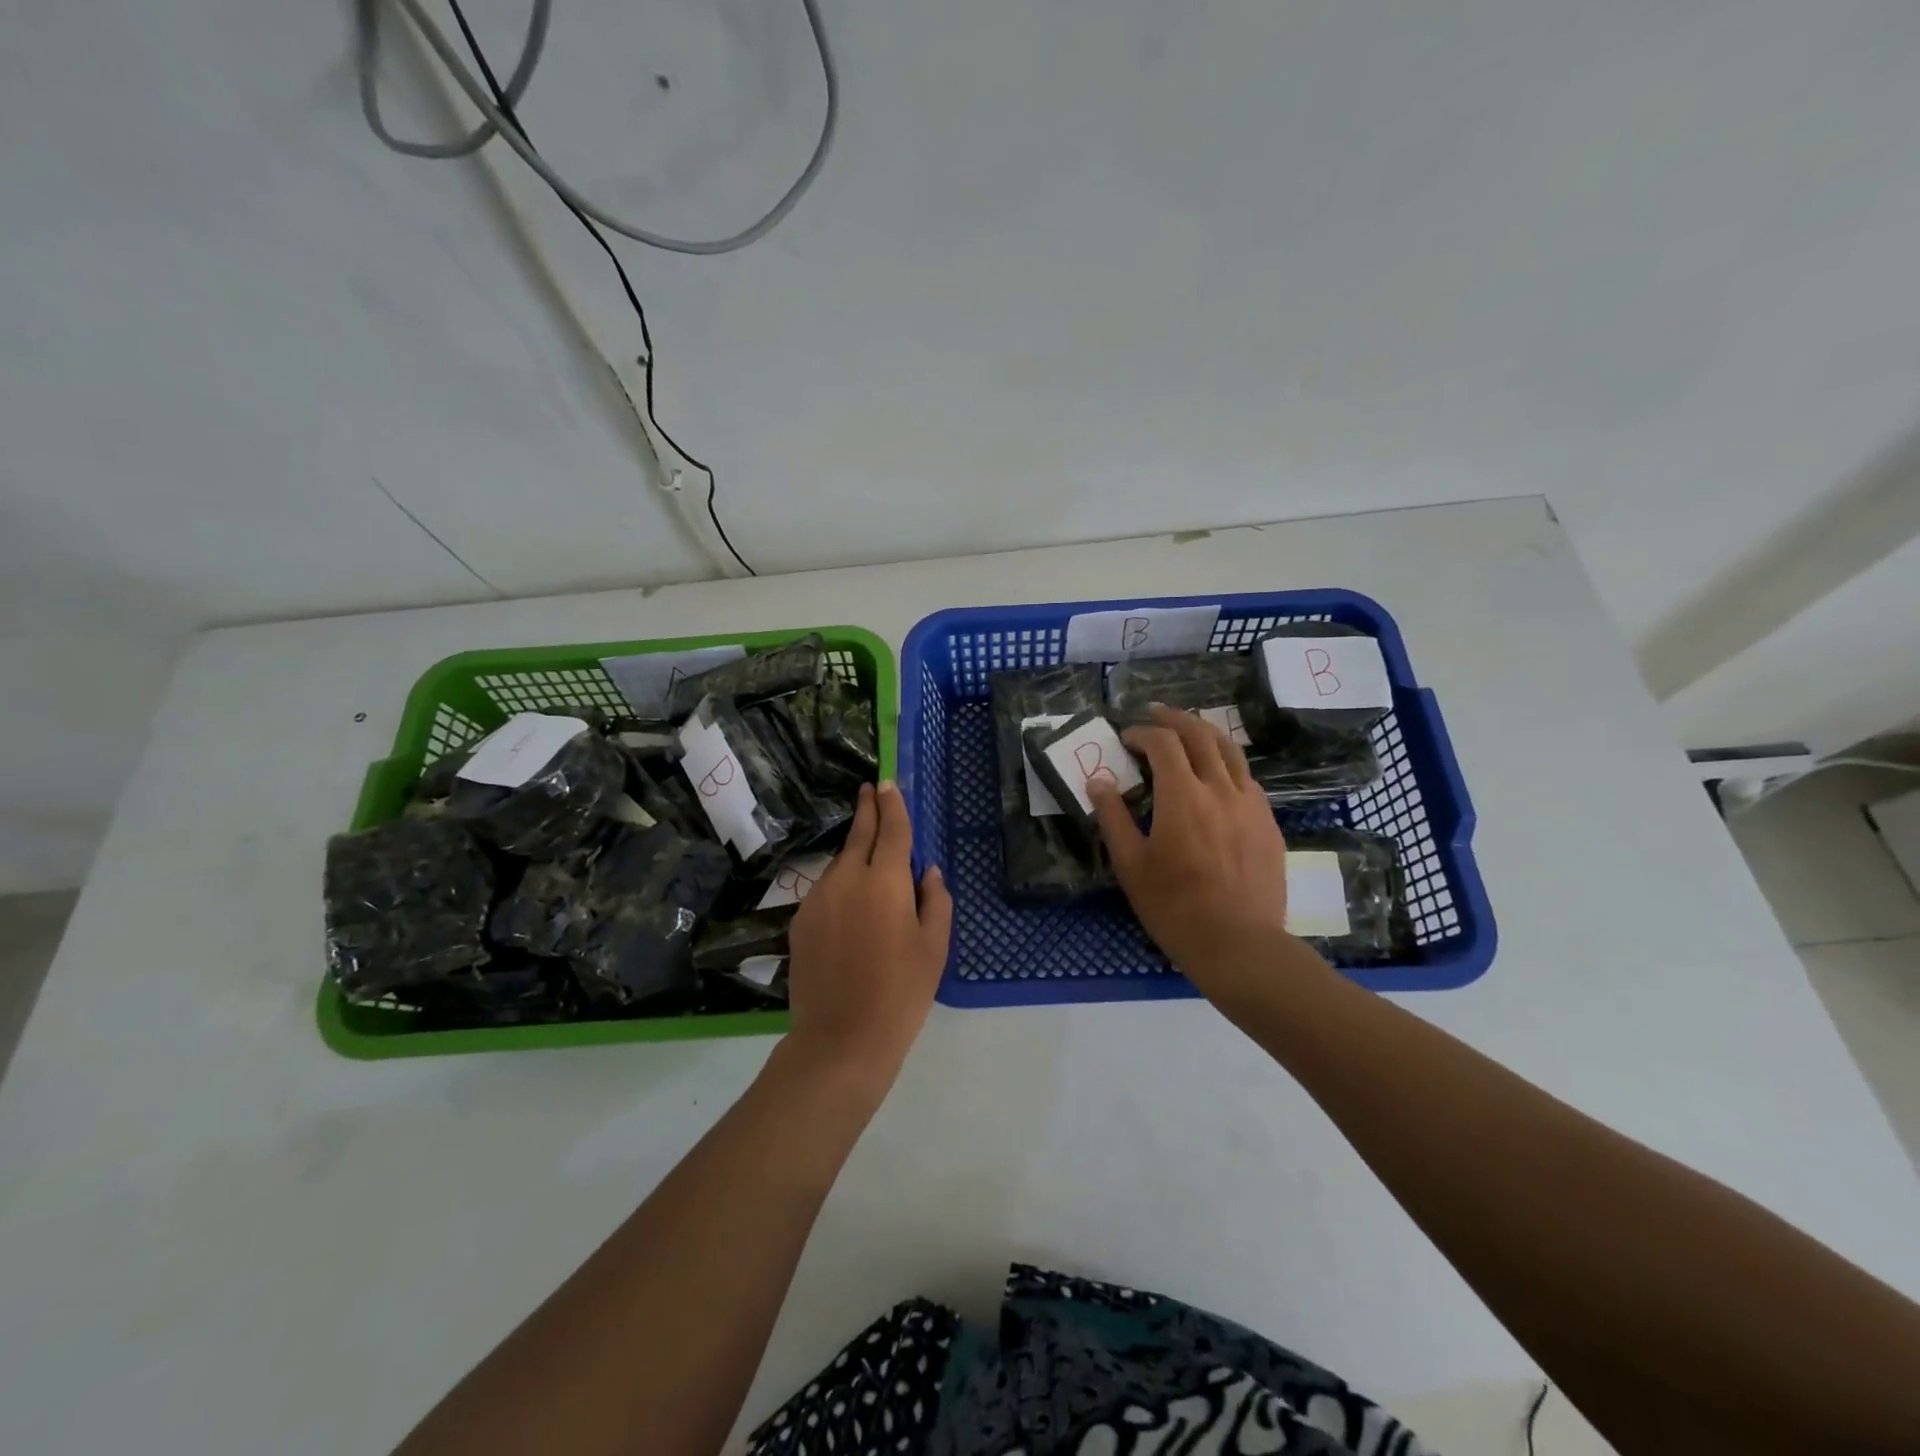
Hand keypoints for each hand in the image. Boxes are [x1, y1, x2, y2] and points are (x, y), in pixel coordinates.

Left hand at [784, 782, 952, 1091]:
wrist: (841, 1039)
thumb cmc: (901, 993)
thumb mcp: (934, 947)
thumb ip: (936, 900)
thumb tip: (927, 871)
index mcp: (885, 880)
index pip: (891, 829)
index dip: (892, 804)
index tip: (887, 784)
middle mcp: (847, 879)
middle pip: (858, 834)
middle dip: (867, 809)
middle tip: (870, 790)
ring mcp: (818, 898)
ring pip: (840, 864)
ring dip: (854, 854)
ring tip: (868, 864)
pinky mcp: (800, 921)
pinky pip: (825, 891)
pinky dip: (839, 886)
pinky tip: (849, 908)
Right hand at [1089, 706, 1295, 998]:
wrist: (1239, 944)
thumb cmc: (1174, 907)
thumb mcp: (1130, 865)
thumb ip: (1113, 817)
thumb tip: (1098, 781)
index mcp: (1182, 796)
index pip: (1163, 743)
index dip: (1143, 733)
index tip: (1127, 738)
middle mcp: (1220, 789)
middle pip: (1201, 734)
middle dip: (1175, 718)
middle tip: (1155, 714)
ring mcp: (1251, 804)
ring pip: (1231, 751)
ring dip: (1205, 733)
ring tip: (1188, 731)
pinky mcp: (1268, 823)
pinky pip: (1247, 779)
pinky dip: (1227, 764)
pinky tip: (1217, 776)